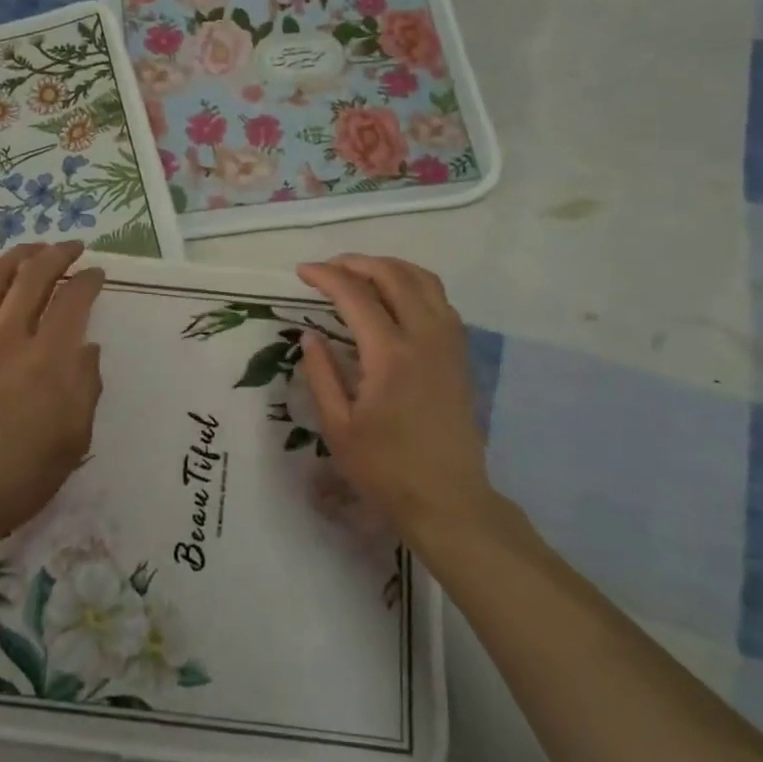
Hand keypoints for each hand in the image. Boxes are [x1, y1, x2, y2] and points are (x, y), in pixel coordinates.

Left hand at [0, 242, 105, 551]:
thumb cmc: (21, 475)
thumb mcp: (74, 439)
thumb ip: (86, 387)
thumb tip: (87, 349)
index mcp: (47, 360)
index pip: (72, 300)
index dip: (88, 280)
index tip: (98, 274)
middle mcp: (8, 338)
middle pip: (33, 276)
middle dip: (57, 254)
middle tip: (72, 248)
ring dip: (16, 256)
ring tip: (32, 249)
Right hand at [297, 254, 493, 548]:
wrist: (448, 499)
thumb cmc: (385, 469)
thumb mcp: (338, 427)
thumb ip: (321, 374)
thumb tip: (309, 335)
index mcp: (390, 356)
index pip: (356, 295)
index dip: (327, 276)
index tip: (302, 272)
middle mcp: (425, 338)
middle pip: (393, 275)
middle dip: (357, 262)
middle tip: (328, 268)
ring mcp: (449, 343)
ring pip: (424, 280)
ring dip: (389, 267)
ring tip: (360, 273)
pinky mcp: (460, 354)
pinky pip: (440, 300)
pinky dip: (414, 284)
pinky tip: (395, 298)